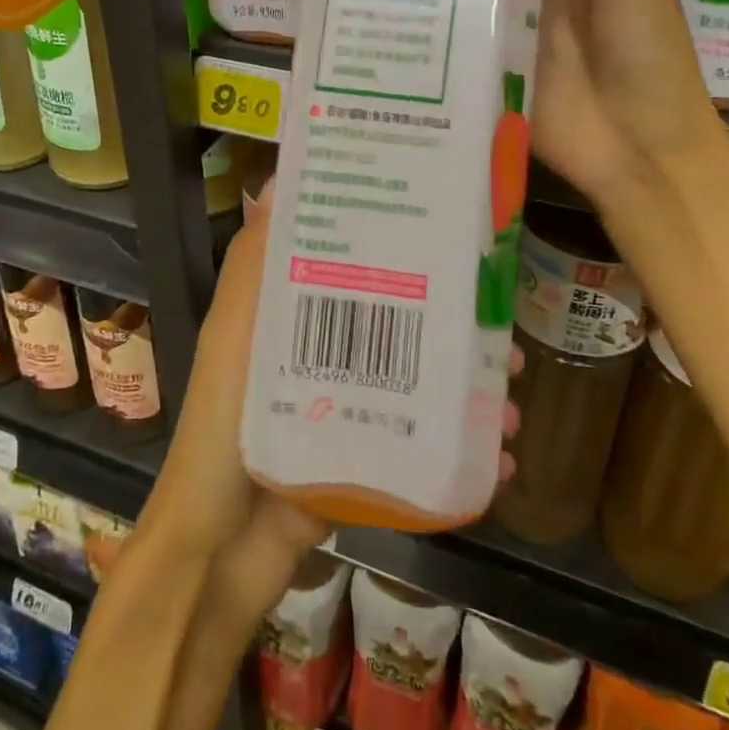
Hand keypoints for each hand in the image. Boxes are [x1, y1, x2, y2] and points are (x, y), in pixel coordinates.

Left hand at [150, 189, 521, 623]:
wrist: (219, 548)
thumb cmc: (224, 420)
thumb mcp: (236, 332)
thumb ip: (255, 264)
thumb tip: (281, 181)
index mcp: (292, 318)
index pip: (352, 265)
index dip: (395, 246)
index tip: (443, 228)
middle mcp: (324, 356)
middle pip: (400, 325)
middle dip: (452, 323)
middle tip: (499, 322)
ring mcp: (350, 410)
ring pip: (421, 384)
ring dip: (468, 386)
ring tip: (509, 392)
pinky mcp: (368, 460)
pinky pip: (423, 445)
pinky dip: (463, 447)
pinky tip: (500, 451)